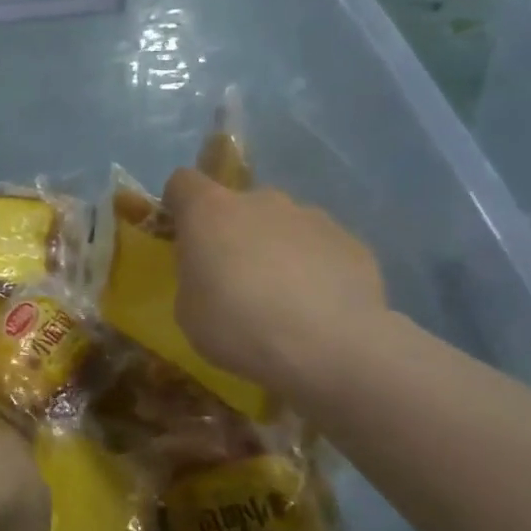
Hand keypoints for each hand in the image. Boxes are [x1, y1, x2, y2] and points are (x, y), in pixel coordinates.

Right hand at [164, 167, 387, 397]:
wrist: (330, 347)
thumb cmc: (238, 326)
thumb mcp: (188, 310)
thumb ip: (195, 277)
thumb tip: (211, 273)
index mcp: (210, 211)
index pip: (184, 182)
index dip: (179, 204)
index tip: (182, 234)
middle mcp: (260, 201)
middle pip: (238, 205)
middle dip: (234, 232)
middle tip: (235, 277)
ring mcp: (311, 217)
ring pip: (283, 225)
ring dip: (276, 249)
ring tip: (284, 298)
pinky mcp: (351, 242)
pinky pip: (320, 248)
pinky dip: (315, 268)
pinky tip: (319, 308)